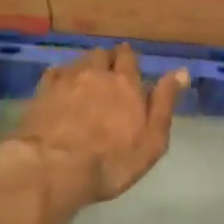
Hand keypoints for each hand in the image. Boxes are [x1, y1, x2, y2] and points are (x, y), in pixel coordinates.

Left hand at [0, 46, 187, 216]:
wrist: (54, 168)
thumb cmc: (110, 162)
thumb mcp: (151, 141)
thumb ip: (164, 103)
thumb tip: (181, 71)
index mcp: (125, 83)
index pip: (128, 57)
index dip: (128, 60)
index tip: (128, 67)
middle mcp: (96, 73)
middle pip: (102, 54)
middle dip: (107, 60)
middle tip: (108, 74)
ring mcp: (66, 80)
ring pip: (79, 61)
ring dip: (85, 67)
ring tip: (86, 81)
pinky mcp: (42, 92)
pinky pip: (54, 73)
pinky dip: (61, 76)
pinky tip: (61, 88)